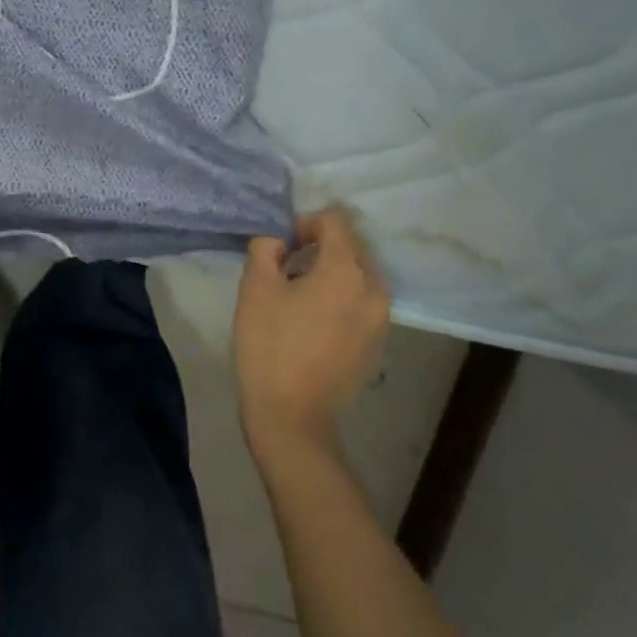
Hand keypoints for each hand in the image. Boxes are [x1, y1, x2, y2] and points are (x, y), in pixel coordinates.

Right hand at [233, 207, 390, 459]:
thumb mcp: (255, 288)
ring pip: (360, 274)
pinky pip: (363, 301)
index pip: (335, 221)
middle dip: (320, 246)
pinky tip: (314, 318)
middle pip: (352, 246)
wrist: (292, 415)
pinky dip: (342, 296)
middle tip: (286, 265)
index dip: (304, 223)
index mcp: (346, 271)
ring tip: (300, 292)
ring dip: (332, 271)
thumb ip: (266, 248)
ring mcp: (381, 318)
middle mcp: (374, 289)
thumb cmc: (269, 345)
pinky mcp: (378, 342)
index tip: (281, 244)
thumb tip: (279, 239)